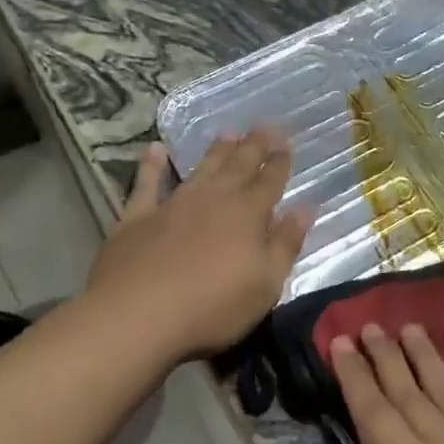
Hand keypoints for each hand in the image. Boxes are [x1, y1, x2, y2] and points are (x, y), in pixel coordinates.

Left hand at [86, 132, 312, 363]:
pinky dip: (151, 165)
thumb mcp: (266, 283)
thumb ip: (286, 243)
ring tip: (228, 133)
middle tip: (265, 127)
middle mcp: (213, 199)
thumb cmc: (213, 305)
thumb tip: (306, 208)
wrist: (137, 316)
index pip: (270, 181)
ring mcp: (173, 204)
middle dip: (254, 145)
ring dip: (216, 151)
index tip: (287, 143)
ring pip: (201, 169)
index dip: (280, 162)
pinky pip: (146, 184)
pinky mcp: (138, 218)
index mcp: (248, 214)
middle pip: (238, 165)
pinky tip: (154, 149)